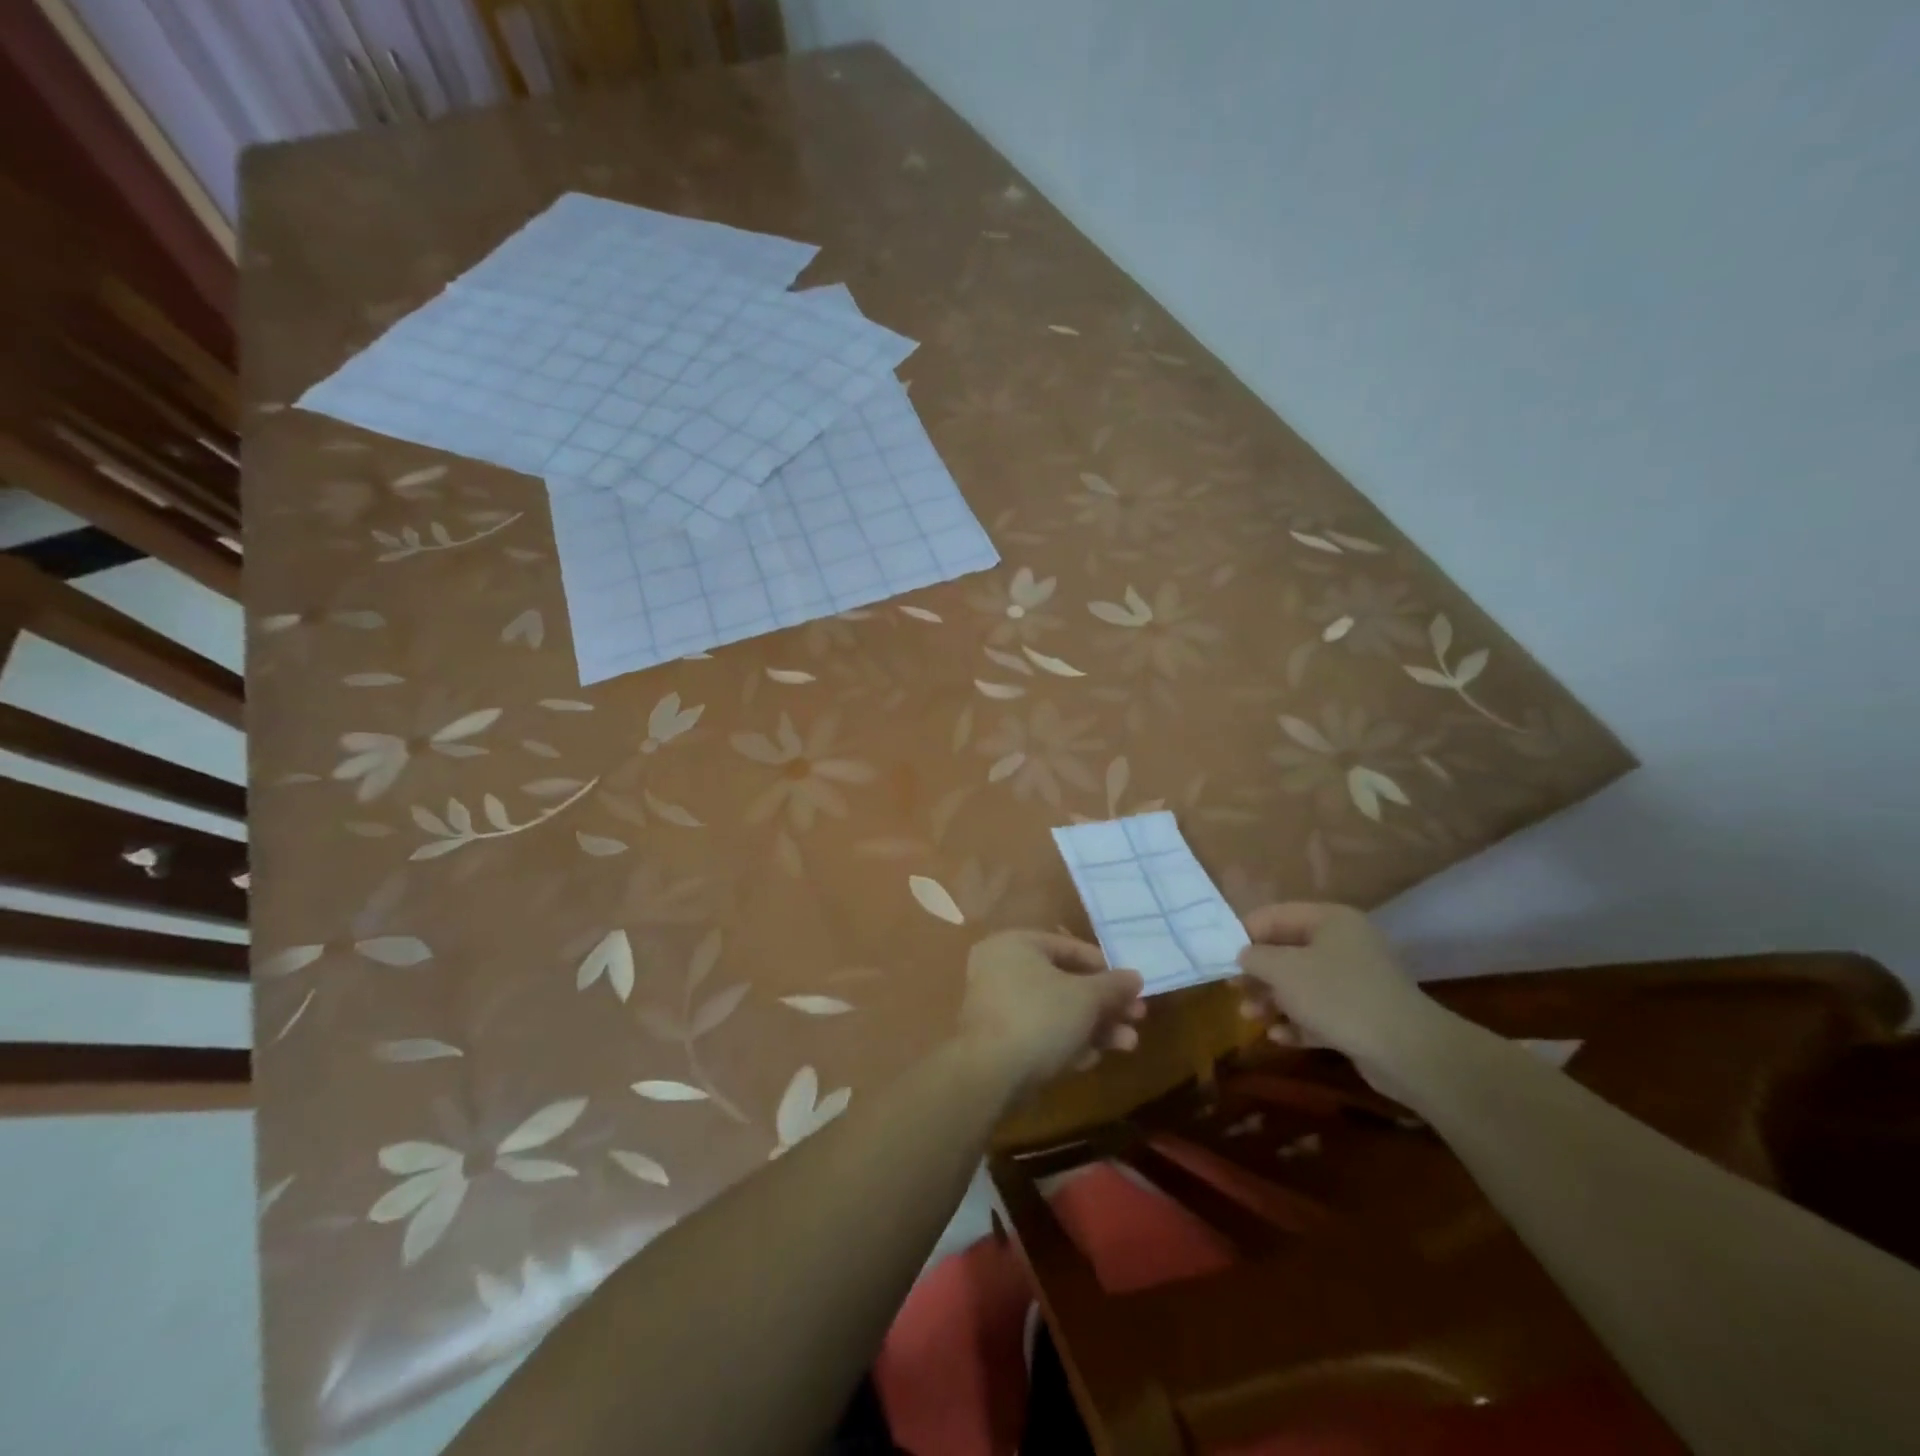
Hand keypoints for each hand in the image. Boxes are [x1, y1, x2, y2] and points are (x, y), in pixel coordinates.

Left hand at [958, 931, 1145, 1096]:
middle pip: (1065, 982)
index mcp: (1015, 944)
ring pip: (1056, 1011)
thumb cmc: (1040, 1018)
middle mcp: (1002, 968)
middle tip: (1136, 1018)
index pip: (1068, 947)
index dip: (1105, 968)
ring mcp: (998, 1005)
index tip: (1133, 987)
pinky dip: (1068, 1042)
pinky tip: (1093, 1060)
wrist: (990, 1075)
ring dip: (1094, 1027)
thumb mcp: (1085, 997)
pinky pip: (1041, 1033)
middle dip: (1104, 1004)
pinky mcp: (1000, 1040)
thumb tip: (1135, 977)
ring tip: (1128, 1044)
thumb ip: (1113, 985)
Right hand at [1236, 903, 1452, 1086]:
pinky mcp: (1361, 1016)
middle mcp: (1344, 944)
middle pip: (1287, 951)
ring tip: (1250, 1018)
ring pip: (1301, 985)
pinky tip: (1278, 1037)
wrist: (1408, 1051)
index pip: (1275, 916)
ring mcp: (1356, 981)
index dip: (1244, 934)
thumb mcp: (1283, 970)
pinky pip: (1320, 1013)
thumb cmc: (1337, 996)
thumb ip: (1255, 957)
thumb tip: (1244, 955)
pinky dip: (1297, 1022)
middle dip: (1258, 973)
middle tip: (1232, 990)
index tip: (1219, 956)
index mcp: (1330, 920)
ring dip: (1272, 1000)